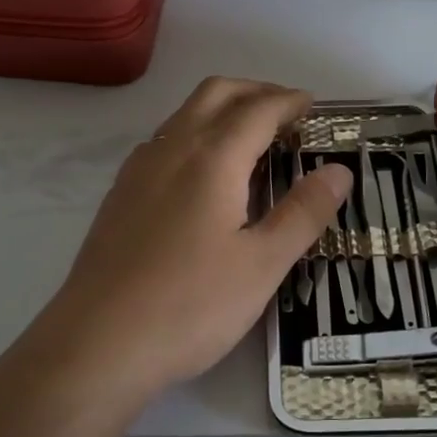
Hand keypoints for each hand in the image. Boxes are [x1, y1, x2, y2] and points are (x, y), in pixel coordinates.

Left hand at [38, 78, 351, 403]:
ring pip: (184, 115)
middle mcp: (171, 150)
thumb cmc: (190, 306)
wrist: (97, 344)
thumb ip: (302, 212)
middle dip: (255, 91)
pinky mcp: (119, 196)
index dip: (289, 102)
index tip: (313, 107)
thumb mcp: (262, 265)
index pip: (258, 109)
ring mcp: (137, 171)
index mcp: (211, 158)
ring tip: (251, 141)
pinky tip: (203, 177)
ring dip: (222, 111)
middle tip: (286, 113)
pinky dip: (195, 136)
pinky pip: (164, 143)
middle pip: (215, 94)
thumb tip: (339, 170)